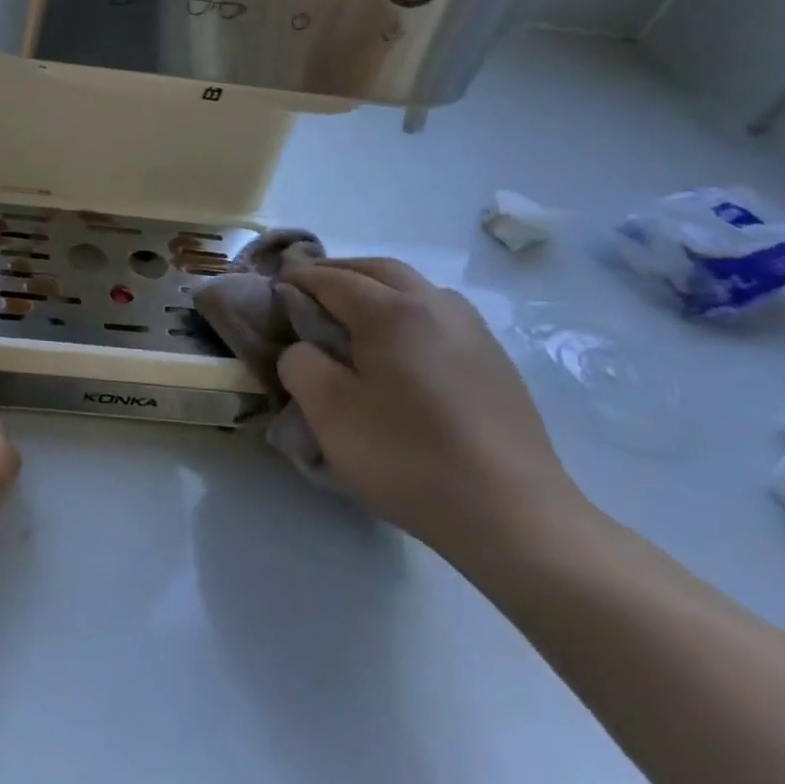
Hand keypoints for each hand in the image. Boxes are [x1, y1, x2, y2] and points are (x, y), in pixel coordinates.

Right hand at [277, 257, 585, 559]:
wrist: (511, 513)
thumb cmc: (406, 455)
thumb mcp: (328, 411)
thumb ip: (301, 364)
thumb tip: (304, 348)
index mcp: (392, 312)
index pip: (334, 280)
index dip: (299, 279)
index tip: (273, 284)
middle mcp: (436, 306)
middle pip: (380, 270)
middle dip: (339, 271)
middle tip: (307, 287)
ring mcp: (473, 331)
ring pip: (416, 288)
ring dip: (377, 286)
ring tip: (352, 312)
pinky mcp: (495, 360)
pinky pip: (439, 315)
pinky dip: (407, 310)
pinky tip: (400, 345)